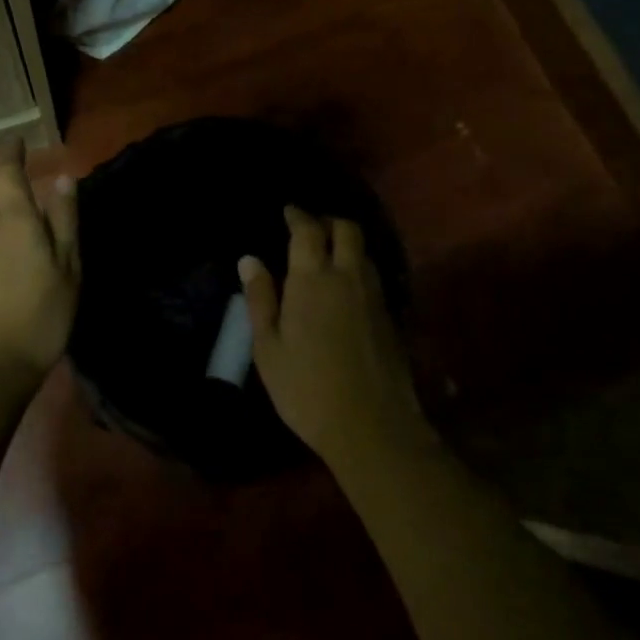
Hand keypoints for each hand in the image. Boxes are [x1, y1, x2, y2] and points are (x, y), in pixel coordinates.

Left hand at [0, 147, 79, 380]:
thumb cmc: (41, 316)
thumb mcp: (68, 268)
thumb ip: (64, 221)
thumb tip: (63, 179)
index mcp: (13, 221)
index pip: (6, 173)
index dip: (11, 154)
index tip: (18, 142)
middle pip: (7, 209)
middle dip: (26, 219)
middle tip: (54, 252)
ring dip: (16, 245)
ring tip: (39, 280)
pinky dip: (3, 265)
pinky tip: (18, 294)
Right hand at [241, 206, 423, 466]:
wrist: (372, 428)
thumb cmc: (307, 388)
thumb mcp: (269, 348)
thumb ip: (260, 299)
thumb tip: (249, 260)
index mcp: (313, 279)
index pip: (309, 230)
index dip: (298, 215)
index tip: (288, 211)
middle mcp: (348, 277)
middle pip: (347, 229)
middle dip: (328, 221)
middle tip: (309, 229)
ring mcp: (374, 296)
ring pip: (364, 252)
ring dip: (346, 243)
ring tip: (326, 255)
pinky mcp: (390, 317)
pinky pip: (373, 276)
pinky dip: (357, 268)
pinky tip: (344, 288)